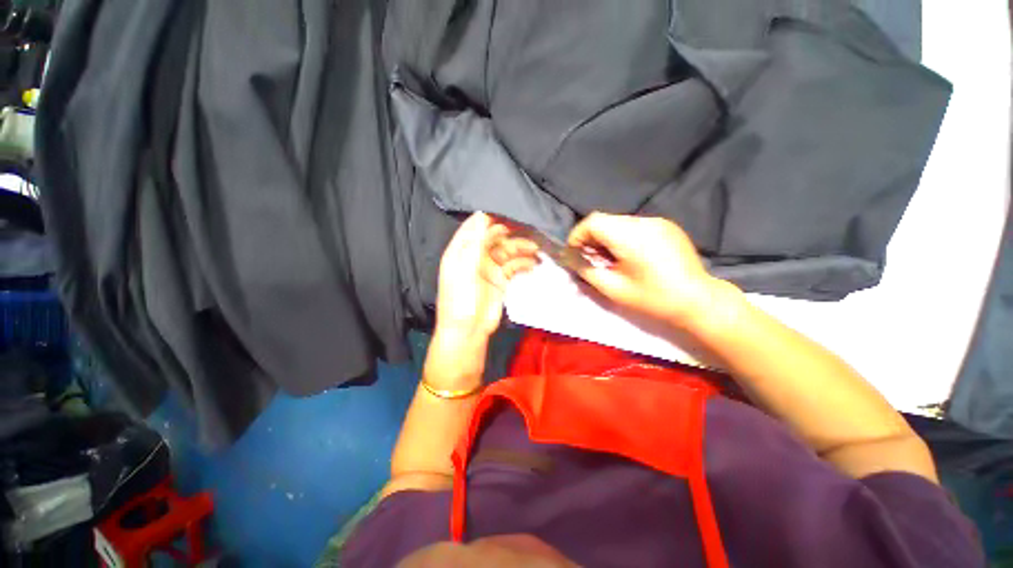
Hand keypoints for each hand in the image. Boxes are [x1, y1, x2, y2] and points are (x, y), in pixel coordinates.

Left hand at [435, 212, 538, 344]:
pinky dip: (524, 263)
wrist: (468, 331)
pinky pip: (514, 266)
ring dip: (521, 248)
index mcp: (460, 251)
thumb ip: (474, 243)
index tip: (508, 211)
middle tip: (528, 229)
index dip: (489, 218)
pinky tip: (533, 263)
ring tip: (535, 248)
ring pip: (507, 251)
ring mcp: (489, 268)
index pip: (474, 227)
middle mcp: (475, 256)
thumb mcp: (464, 269)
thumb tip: (483, 216)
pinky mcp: (501, 280)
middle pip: (494, 237)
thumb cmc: (460, 299)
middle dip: (510, 233)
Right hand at [567, 212, 730, 330]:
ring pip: (619, 223)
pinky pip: (635, 227)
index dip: (578, 236)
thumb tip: (569, 258)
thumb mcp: (612, 289)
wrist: (699, 302)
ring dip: (607, 238)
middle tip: (592, 261)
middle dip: (592, 239)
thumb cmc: (652, 299)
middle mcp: (643, 221)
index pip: (592, 221)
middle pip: (605, 221)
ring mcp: (658, 222)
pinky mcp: (667, 227)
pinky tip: (630, 257)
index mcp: (629, 235)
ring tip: (611, 261)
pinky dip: (623, 238)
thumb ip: (586, 270)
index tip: (574, 254)